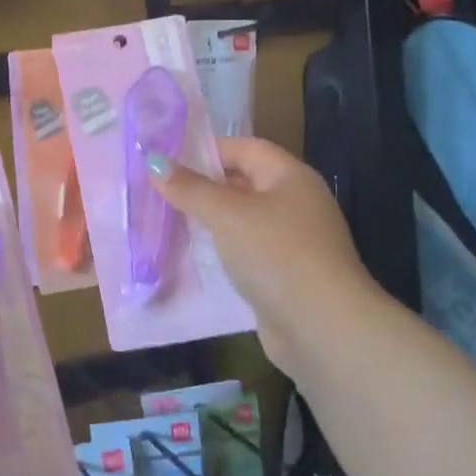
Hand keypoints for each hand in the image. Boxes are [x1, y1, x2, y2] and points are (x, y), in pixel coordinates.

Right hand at [151, 137, 380, 380]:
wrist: (322, 327)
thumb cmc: (275, 255)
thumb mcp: (227, 215)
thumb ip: (190, 188)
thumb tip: (154, 161)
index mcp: (290, 177)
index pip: (245, 148)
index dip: (206, 150)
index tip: (166, 160)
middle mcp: (295, 203)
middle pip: (243, 183)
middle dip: (203, 186)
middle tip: (158, 191)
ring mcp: (292, 241)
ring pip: (242, 220)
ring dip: (209, 221)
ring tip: (167, 222)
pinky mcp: (284, 274)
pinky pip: (245, 252)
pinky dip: (221, 251)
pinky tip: (192, 258)